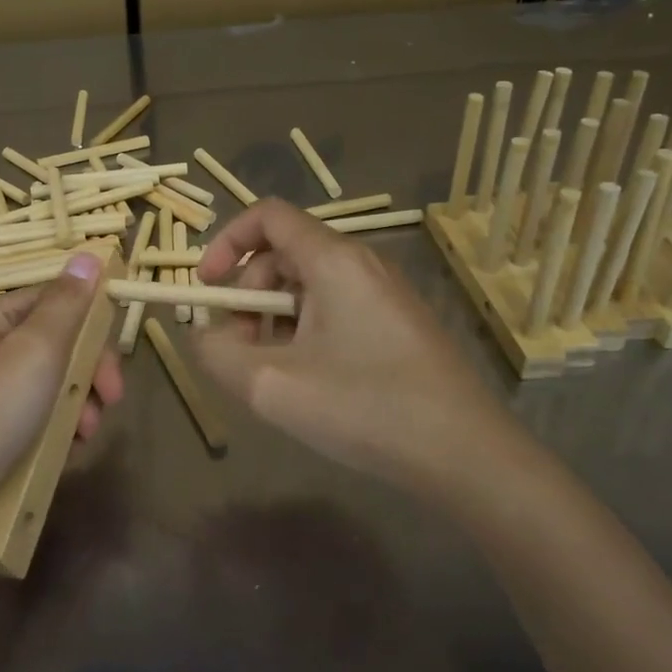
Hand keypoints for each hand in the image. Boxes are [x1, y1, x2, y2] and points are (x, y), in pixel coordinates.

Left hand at [0, 254, 123, 528]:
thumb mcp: (35, 349)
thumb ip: (67, 304)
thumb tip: (89, 254)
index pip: (55, 300)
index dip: (91, 325)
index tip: (114, 362)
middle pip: (56, 344)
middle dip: (88, 372)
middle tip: (108, 401)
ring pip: (50, 385)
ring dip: (77, 405)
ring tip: (83, 435)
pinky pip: (35, 420)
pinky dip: (56, 431)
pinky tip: (66, 452)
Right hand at [193, 199, 527, 496]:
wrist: (468, 456)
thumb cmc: (365, 409)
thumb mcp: (270, 385)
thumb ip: (217, 353)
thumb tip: (202, 334)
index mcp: (333, 260)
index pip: (267, 215)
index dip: (226, 242)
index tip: (207, 288)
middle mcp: (362, 264)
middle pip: (283, 254)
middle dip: (247, 295)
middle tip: (239, 349)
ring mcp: (385, 295)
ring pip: (308, 286)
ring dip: (273, 320)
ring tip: (273, 373)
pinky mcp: (398, 325)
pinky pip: (334, 310)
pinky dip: (305, 333)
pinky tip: (310, 382)